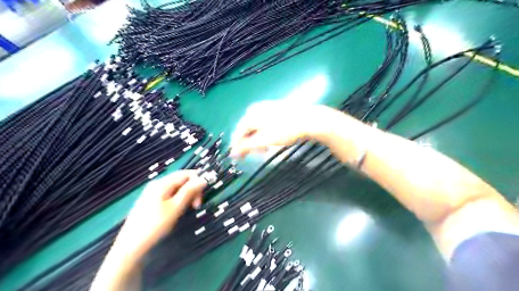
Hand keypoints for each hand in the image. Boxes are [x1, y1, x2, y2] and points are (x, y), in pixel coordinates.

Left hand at [114, 170, 206, 259]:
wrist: (130, 246)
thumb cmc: (155, 226)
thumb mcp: (176, 207)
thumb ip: (189, 191)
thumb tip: (204, 179)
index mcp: (162, 183)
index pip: (187, 174)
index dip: (197, 183)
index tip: (199, 200)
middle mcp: (157, 184)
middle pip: (182, 180)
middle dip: (192, 190)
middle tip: (195, 207)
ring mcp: (153, 192)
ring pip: (177, 188)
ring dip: (186, 196)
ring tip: (186, 210)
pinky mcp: (151, 201)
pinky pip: (170, 194)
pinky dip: (178, 200)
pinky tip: (176, 211)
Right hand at [232, 100, 342, 158]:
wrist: (308, 119)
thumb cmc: (285, 130)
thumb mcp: (264, 140)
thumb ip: (246, 146)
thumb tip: (232, 153)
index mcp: (250, 115)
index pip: (237, 133)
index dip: (237, 147)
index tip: (238, 158)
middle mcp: (254, 109)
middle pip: (246, 129)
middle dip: (249, 143)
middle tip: (256, 154)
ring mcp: (264, 107)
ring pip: (255, 127)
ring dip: (257, 139)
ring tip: (265, 148)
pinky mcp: (273, 109)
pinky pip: (263, 123)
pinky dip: (264, 133)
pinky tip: (271, 138)